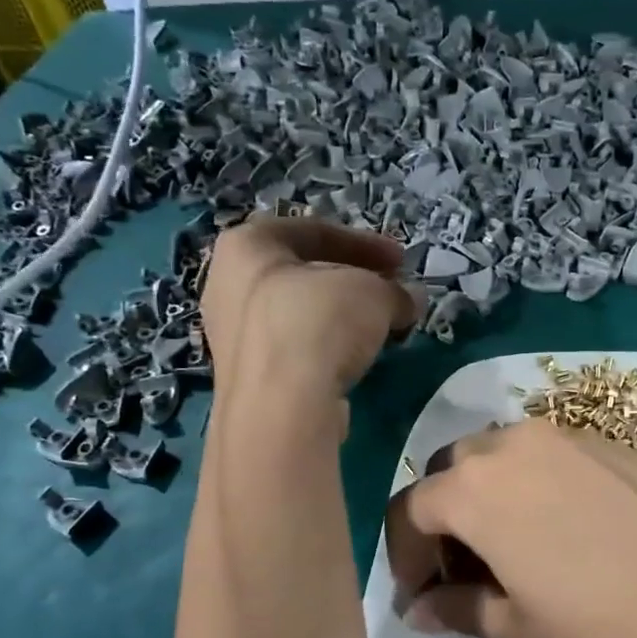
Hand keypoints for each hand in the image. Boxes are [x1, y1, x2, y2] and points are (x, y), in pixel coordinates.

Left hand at [200, 217, 417, 401]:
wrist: (282, 407)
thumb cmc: (319, 323)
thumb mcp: (373, 293)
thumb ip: (394, 291)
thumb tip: (409, 300)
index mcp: (246, 246)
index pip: (313, 230)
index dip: (365, 243)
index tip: (401, 261)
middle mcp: (227, 285)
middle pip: (302, 274)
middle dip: (352, 281)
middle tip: (389, 293)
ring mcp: (232, 336)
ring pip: (297, 314)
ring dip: (340, 318)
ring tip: (378, 330)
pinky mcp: (246, 379)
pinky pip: (292, 351)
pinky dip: (324, 350)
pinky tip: (353, 363)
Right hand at [384, 420, 636, 637]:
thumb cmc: (604, 631)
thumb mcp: (517, 632)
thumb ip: (457, 609)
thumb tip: (419, 609)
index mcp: (475, 488)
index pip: (411, 509)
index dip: (405, 555)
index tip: (419, 595)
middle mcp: (514, 443)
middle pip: (455, 471)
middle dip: (446, 518)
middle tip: (464, 570)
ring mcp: (570, 436)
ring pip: (504, 455)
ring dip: (490, 495)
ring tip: (514, 548)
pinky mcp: (614, 443)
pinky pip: (552, 455)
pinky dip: (536, 484)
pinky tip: (565, 529)